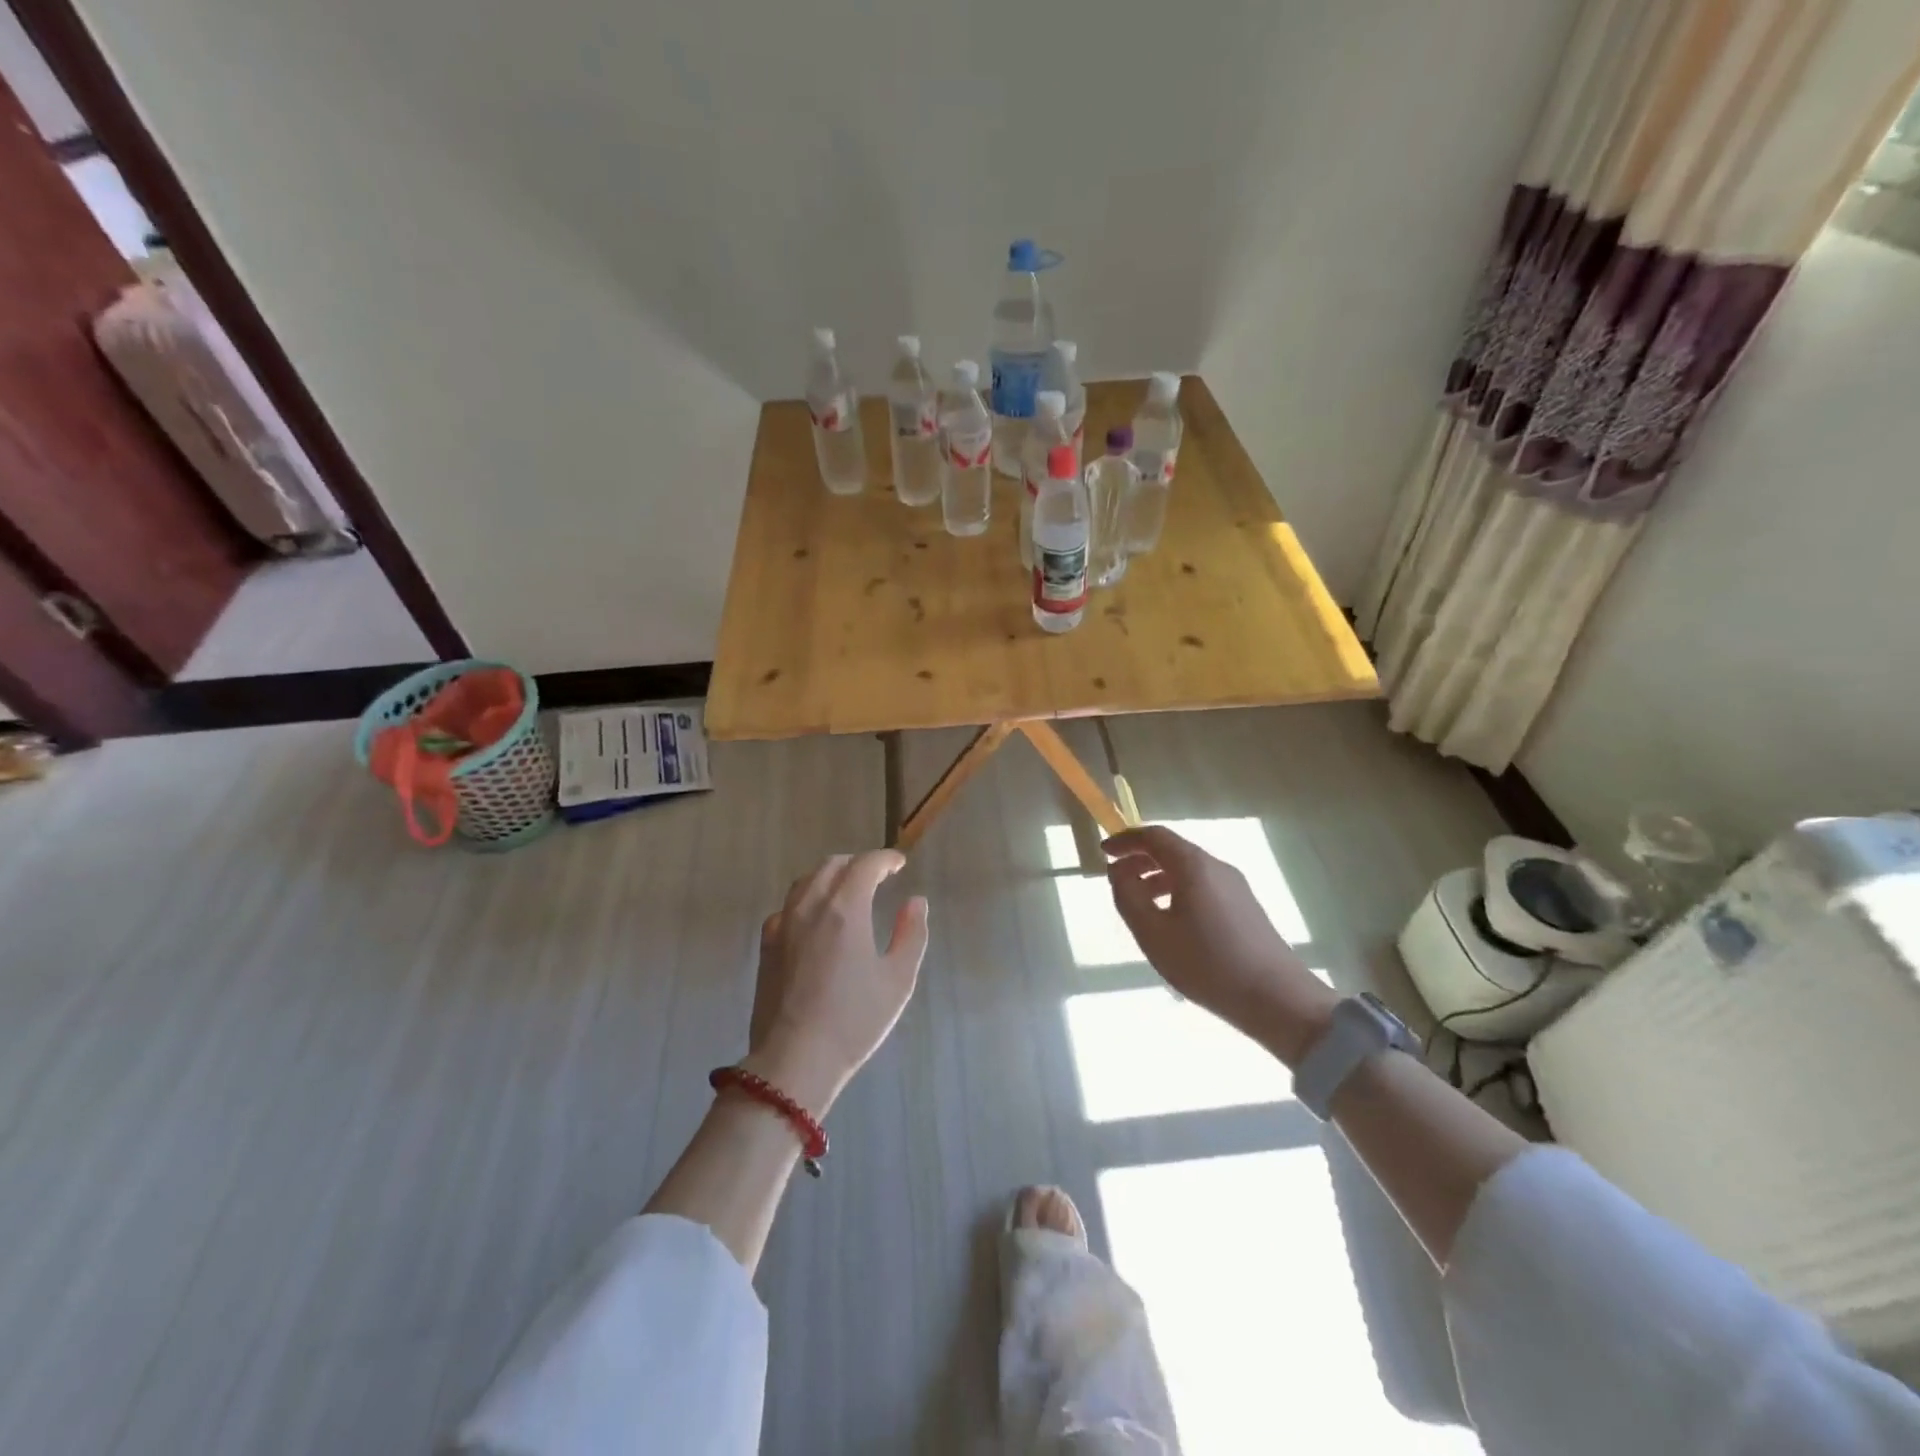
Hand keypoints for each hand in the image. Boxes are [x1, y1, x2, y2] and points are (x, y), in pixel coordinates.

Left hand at [741, 851, 930, 1115]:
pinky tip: (815, 919)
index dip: (885, 859)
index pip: (865, 864)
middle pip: (832, 865)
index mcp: (845, 908)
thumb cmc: (853, 1020)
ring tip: (847, 891)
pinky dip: (807, 899)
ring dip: (831, 876)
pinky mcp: (767, 944)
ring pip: (806, 881)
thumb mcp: (897, 980)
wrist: (794, 1060)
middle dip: (858, 864)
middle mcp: (811, 905)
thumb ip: (911, 934)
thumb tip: (915, 902)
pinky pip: (788, 906)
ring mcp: (783, 924)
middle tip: (878, 877)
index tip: (899, 864)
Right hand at [1104, 826, 1336, 1064]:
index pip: (1154, 836)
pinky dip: (1177, 890)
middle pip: (1173, 850)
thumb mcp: (1153, 934)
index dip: (1126, 840)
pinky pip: (1203, 886)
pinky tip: (1170, 922)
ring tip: (1139, 903)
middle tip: (1116, 879)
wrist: (1277, 999)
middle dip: (1140, 859)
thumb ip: (1128, 897)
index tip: (1104, 852)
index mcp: (1194, 866)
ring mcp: (1235, 887)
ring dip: (1158, 877)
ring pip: (1188, 870)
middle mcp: (1217, 867)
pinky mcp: (1245, 907)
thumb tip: (1118, 872)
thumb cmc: (1207, 964)